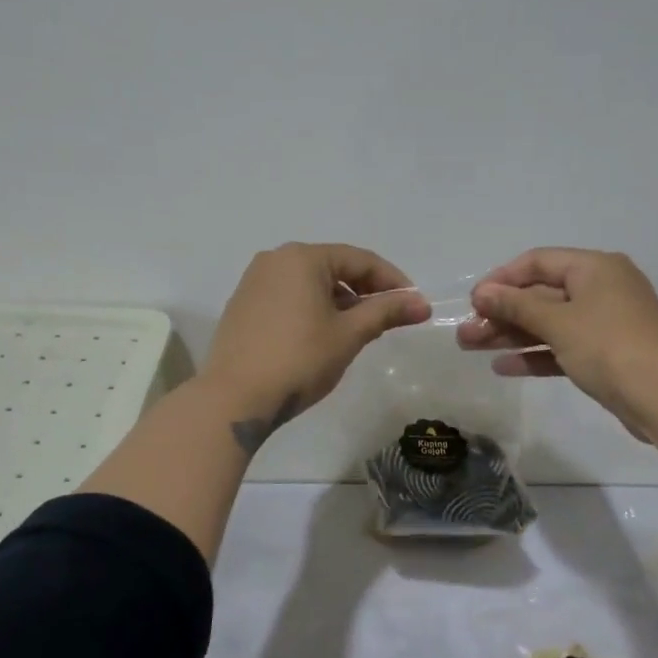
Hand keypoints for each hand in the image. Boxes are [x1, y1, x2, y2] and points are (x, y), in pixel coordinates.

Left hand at [202, 243, 431, 451]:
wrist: (233, 399)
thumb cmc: (299, 360)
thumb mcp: (349, 335)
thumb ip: (386, 312)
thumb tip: (423, 304)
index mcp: (302, 258)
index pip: (360, 260)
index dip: (393, 281)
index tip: (415, 304)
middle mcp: (275, 260)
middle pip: (334, 267)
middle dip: (366, 291)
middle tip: (390, 318)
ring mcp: (254, 282)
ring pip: (311, 283)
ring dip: (341, 302)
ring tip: (360, 331)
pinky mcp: (243, 306)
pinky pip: (289, 297)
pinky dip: (314, 309)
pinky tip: (324, 336)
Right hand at [458, 248, 657, 441]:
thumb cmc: (609, 347)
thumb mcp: (558, 322)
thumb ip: (516, 305)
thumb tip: (482, 292)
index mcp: (595, 268)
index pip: (538, 261)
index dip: (502, 278)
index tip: (473, 301)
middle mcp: (602, 288)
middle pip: (541, 294)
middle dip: (502, 313)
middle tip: (465, 333)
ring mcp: (606, 323)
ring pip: (550, 323)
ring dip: (512, 334)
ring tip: (472, 348)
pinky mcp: (606, 354)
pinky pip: (563, 346)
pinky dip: (537, 354)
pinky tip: (504, 366)